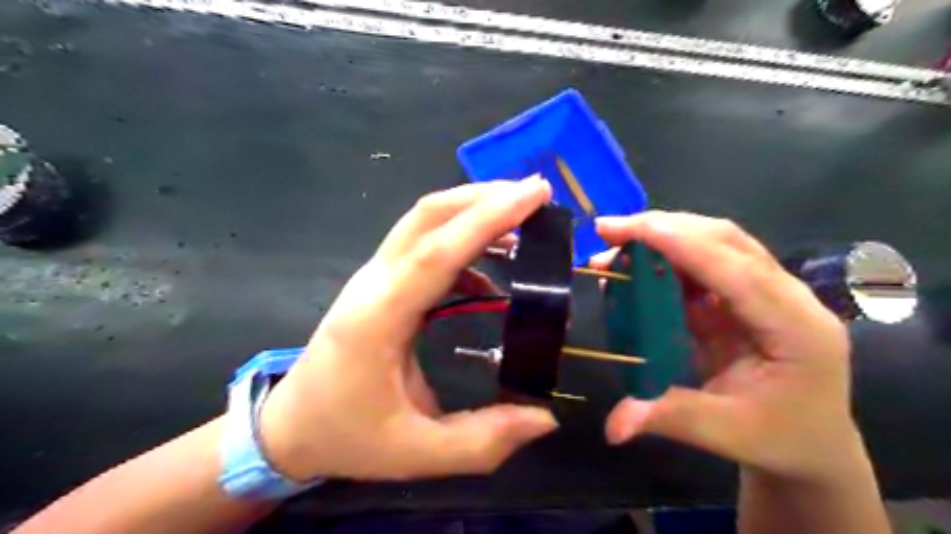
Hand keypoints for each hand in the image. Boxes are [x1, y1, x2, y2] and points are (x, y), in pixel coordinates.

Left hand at [259, 180, 558, 484]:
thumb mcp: (416, 452)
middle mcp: (374, 283)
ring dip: (473, 210)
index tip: (536, 193)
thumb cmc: (347, 436)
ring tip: (522, 220)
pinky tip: (491, 266)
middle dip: (485, 197)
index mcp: (379, 318)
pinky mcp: (380, 282)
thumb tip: (546, 419)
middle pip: (428, 216)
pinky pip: (424, 244)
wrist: (289, 426)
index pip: (438, 251)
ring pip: (424, 221)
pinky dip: (462, 240)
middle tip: (537, 196)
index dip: (488, 218)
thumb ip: (483, 440)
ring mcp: (374, 277)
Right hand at [592, 211, 853, 483]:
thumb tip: (612, 426)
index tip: (630, 229)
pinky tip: (636, 264)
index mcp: (798, 328)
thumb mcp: (727, 433)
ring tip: (615, 242)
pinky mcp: (744, 296)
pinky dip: (666, 258)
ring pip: (715, 243)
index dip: (683, 245)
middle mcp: (787, 297)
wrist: (814, 443)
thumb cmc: (782, 439)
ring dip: (663, 236)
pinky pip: (703, 265)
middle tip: (609, 231)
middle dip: (664, 228)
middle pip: (726, 241)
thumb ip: (668, 418)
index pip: (738, 270)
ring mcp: (767, 291)